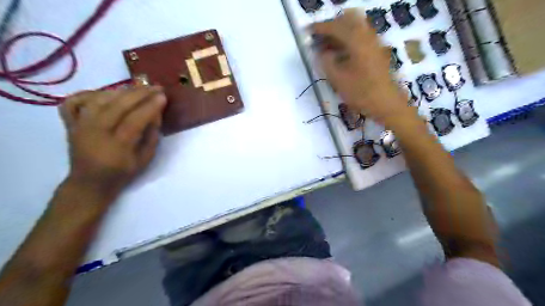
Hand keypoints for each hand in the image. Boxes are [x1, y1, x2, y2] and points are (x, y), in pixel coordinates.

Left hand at [58, 87, 166, 198]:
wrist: (89, 182)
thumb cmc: (122, 173)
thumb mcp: (145, 159)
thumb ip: (152, 136)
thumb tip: (156, 114)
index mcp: (117, 146)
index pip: (135, 120)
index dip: (150, 107)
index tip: (163, 96)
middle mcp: (95, 132)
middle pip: (117, 106)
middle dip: (139, 94)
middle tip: (155, 87)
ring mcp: (79, 126)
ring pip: (98, 99)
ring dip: (120, 91)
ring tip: (137, 89)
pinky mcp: (69, 123)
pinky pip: (74, 101)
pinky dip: (89, 93)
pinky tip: (105, 94)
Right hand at [314, 9, 410, 123]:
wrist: (387, 104)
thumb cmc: (361, 94)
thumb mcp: (338, 80)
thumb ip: (326, 63)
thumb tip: (320, 52)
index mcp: (357, 41)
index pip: (336, 27)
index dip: (320, 28)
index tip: (307, 31)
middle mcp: (367, 36)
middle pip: (348, 20)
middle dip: (332, 26)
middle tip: (319, 39)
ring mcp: (374, 43)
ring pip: (355, 28)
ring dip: (340, 32)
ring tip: (326, 47)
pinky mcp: (377, 51)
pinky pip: (360, 37)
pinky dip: (348, 40)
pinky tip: (340, 54)